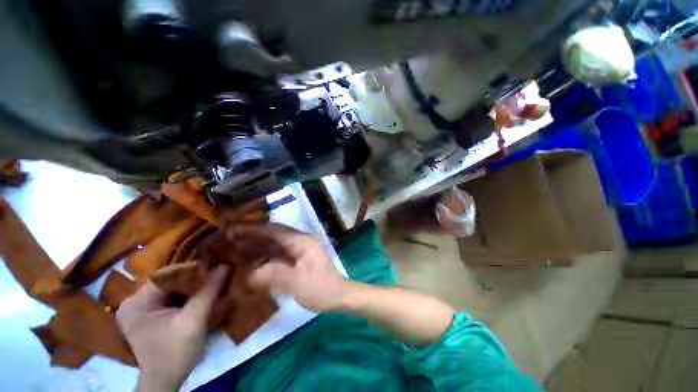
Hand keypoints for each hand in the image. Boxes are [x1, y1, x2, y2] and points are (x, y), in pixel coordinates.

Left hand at [117, 266, 228, 391]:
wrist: (166, 381)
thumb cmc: (175, 352)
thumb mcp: (194, 320)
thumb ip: (208, 291)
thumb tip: (225, 265)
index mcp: (136, 302)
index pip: (166, 275)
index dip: (192, 270)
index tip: (215, 266)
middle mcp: (135, 302)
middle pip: (169, 282)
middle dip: (194, 279)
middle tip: (217, 273)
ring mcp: (142, 310)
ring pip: (172, 290)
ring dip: (193, 287)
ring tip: (213, 282)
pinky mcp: (150, 317)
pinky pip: (172, 299)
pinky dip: (188, 296)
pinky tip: (203, 295)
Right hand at [237, 224, 348, 311]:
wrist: (339, 296)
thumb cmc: (321, 288)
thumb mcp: (296, 282)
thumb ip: (272, 275)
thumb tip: (247, 275)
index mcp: (301, 241)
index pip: (273, 230)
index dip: (253, 229)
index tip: (232, 230)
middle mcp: (300, 242)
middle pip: (273, 235)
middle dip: (252, 236)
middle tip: (229, 240)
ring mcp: (300, 250)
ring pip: (275, 245)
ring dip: (257, 246)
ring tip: (235, 250)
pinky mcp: (299, 259)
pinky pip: (278, 255)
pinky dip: (265, 257)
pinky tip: (252, 264)